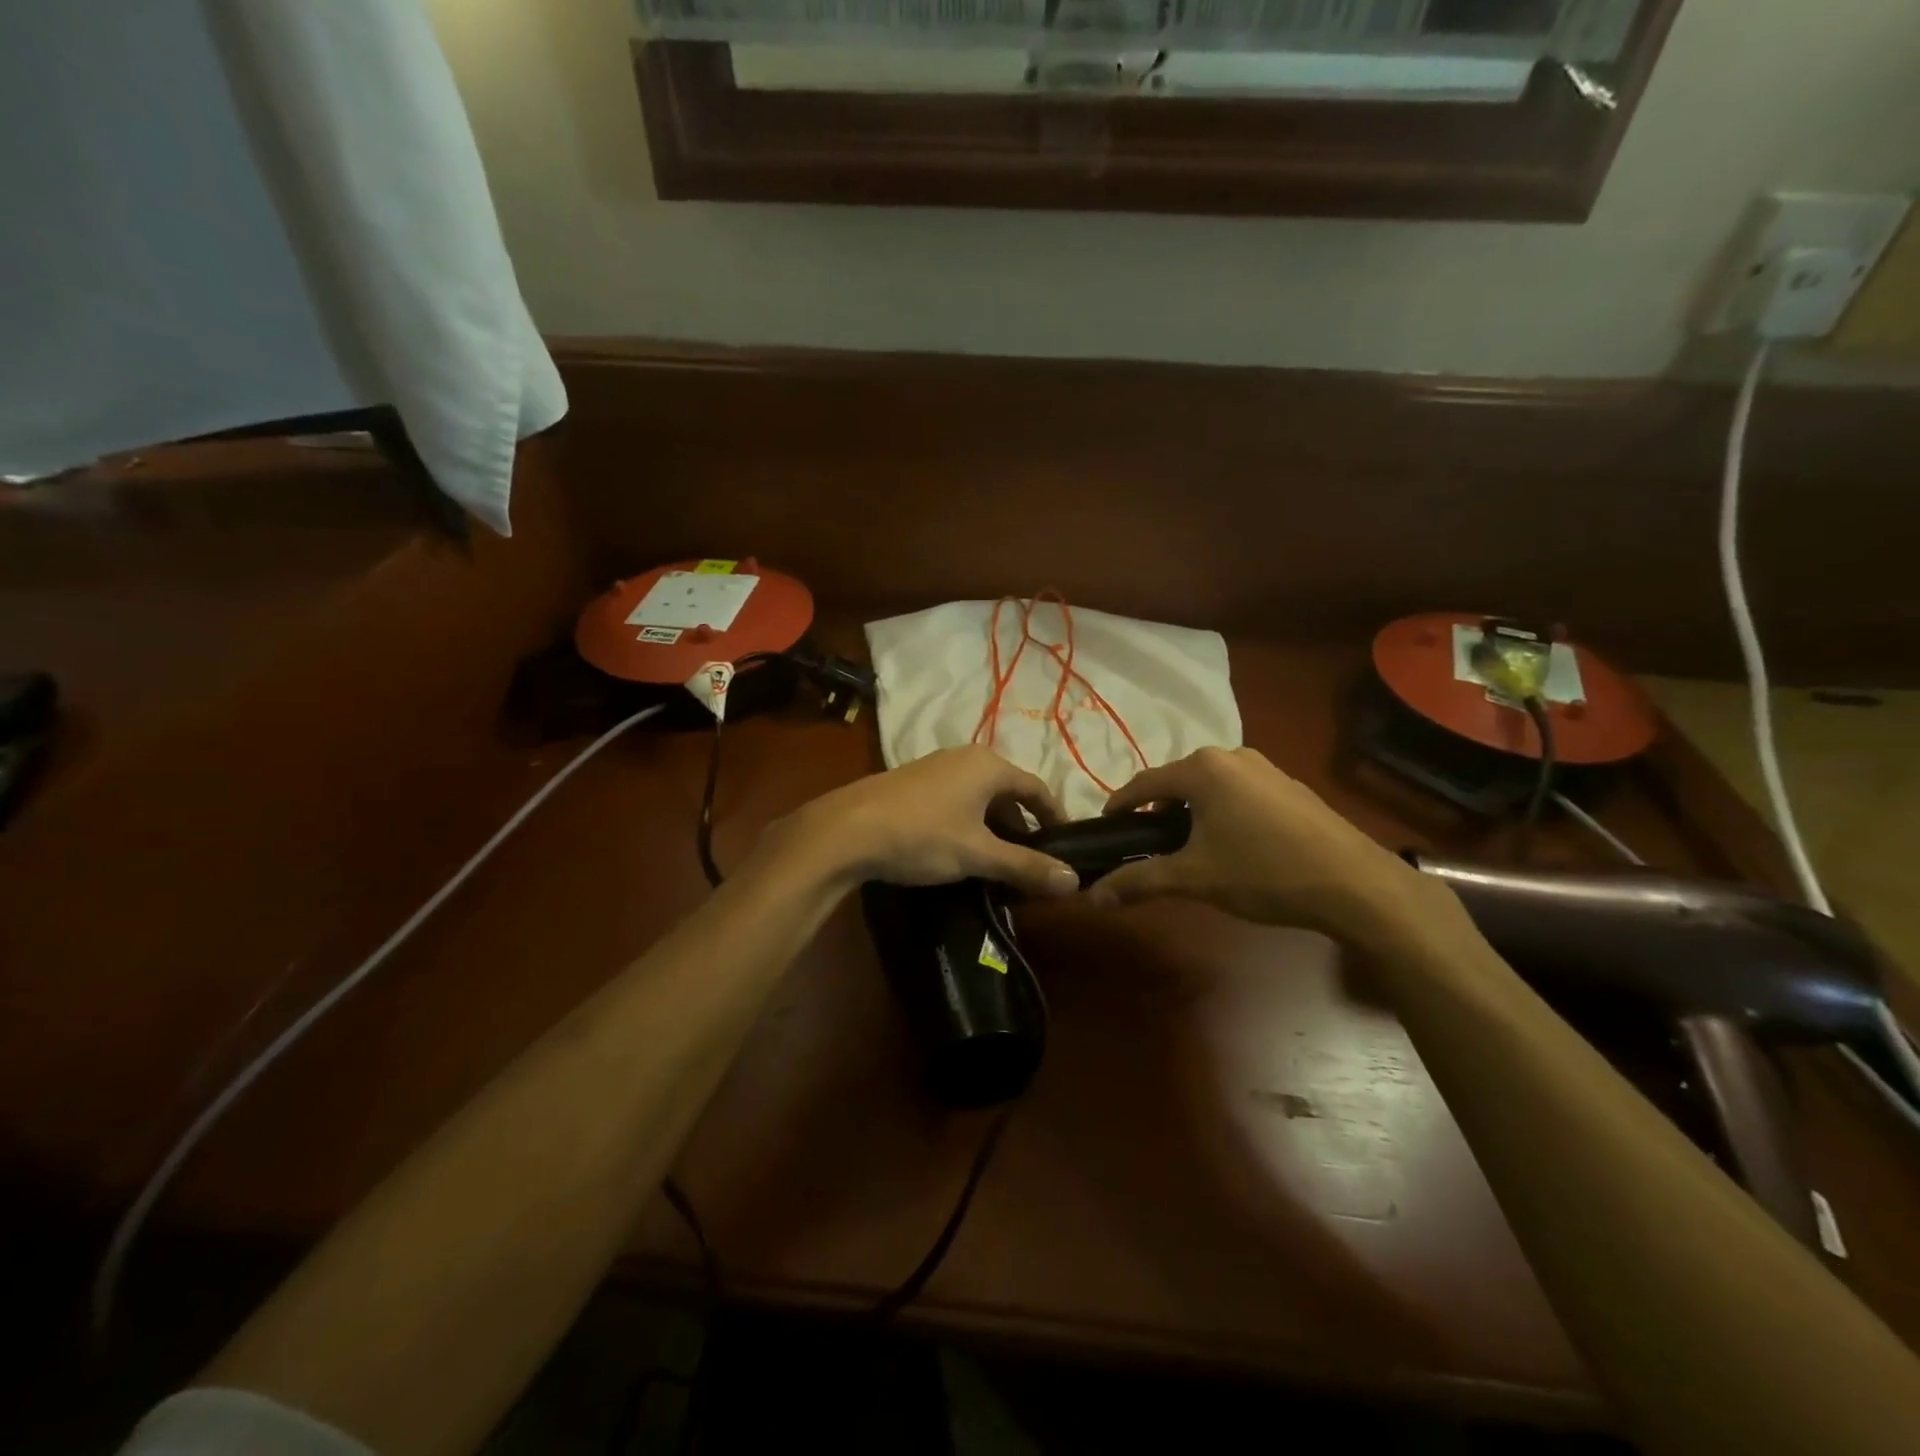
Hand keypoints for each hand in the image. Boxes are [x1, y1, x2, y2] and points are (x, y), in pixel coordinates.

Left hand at [781, 746, 1080, 896]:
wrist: (846, 830)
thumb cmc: (922, 835)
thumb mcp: (978, 854)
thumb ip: (1026, 867)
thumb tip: (1074, 881)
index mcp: (989, 765)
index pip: (1036, 788)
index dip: (1054, 816)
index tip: (1064, 845)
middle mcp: (965, 757)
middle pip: (1007, 791)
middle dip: (1021, 826)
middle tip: (1029, 862)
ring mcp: (935, 766)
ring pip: (979, 796)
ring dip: (993, 827)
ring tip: (996, 861)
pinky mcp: (912, 782)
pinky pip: (955, 799)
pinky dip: (968, 822)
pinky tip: (959, 849)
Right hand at [1089, 747, 1434, 942]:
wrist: (1355, 884)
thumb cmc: (1263, 872)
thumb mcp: (1194, 878)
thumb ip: (1139, 882)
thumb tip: (1093, 898)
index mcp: (1202, 769)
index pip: (1144, 783)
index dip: (1120, 806)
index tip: (1106, 827)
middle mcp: (1232, 756)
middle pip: (1177, 781)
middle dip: (1157, 811)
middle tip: (1145, 844)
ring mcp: (1266, 768)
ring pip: (1210, 786)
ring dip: (1190, 811)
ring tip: (1186, 846)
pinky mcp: (1290, 786)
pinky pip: (1239, 792)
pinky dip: (1221, 811)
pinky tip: (1231, 844)